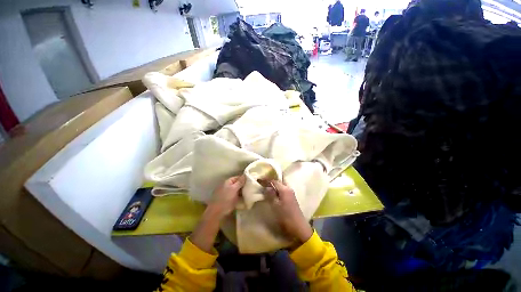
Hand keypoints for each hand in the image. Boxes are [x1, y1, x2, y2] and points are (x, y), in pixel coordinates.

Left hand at [190, 175, 245, 252]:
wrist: (216, 213)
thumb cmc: (225, 199)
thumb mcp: (234, 189)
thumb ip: (240, 182)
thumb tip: (245, 174)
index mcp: (228, 181)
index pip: (238, 177)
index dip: (245, 179)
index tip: (252, 182)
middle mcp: (226, 186)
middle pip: (237, 184)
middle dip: (244, 186)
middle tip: (252, 189)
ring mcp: (226, 193)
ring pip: (236, 190)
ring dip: (242, 192)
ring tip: (249, 194)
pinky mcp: (226, 200)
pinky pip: (235, 196)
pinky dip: (239, 197)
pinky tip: (243, 200)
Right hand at [264, 180, 312, 244]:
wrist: (299, 227)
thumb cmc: (286, 217)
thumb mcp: (276, 206)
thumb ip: (270, 195)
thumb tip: (266, 187)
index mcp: (284, 189)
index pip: (274, 181)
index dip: (266, 179)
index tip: (258, 179)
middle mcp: (288, 188)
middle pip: (278, 181)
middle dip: (271, 181)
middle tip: (262, 182)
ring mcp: (291, 193)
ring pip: (281, 185)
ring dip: (274, 185)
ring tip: (266, 187)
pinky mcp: (291, 198)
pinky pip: (283, 190)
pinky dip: (277, 189)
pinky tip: (273, 193)